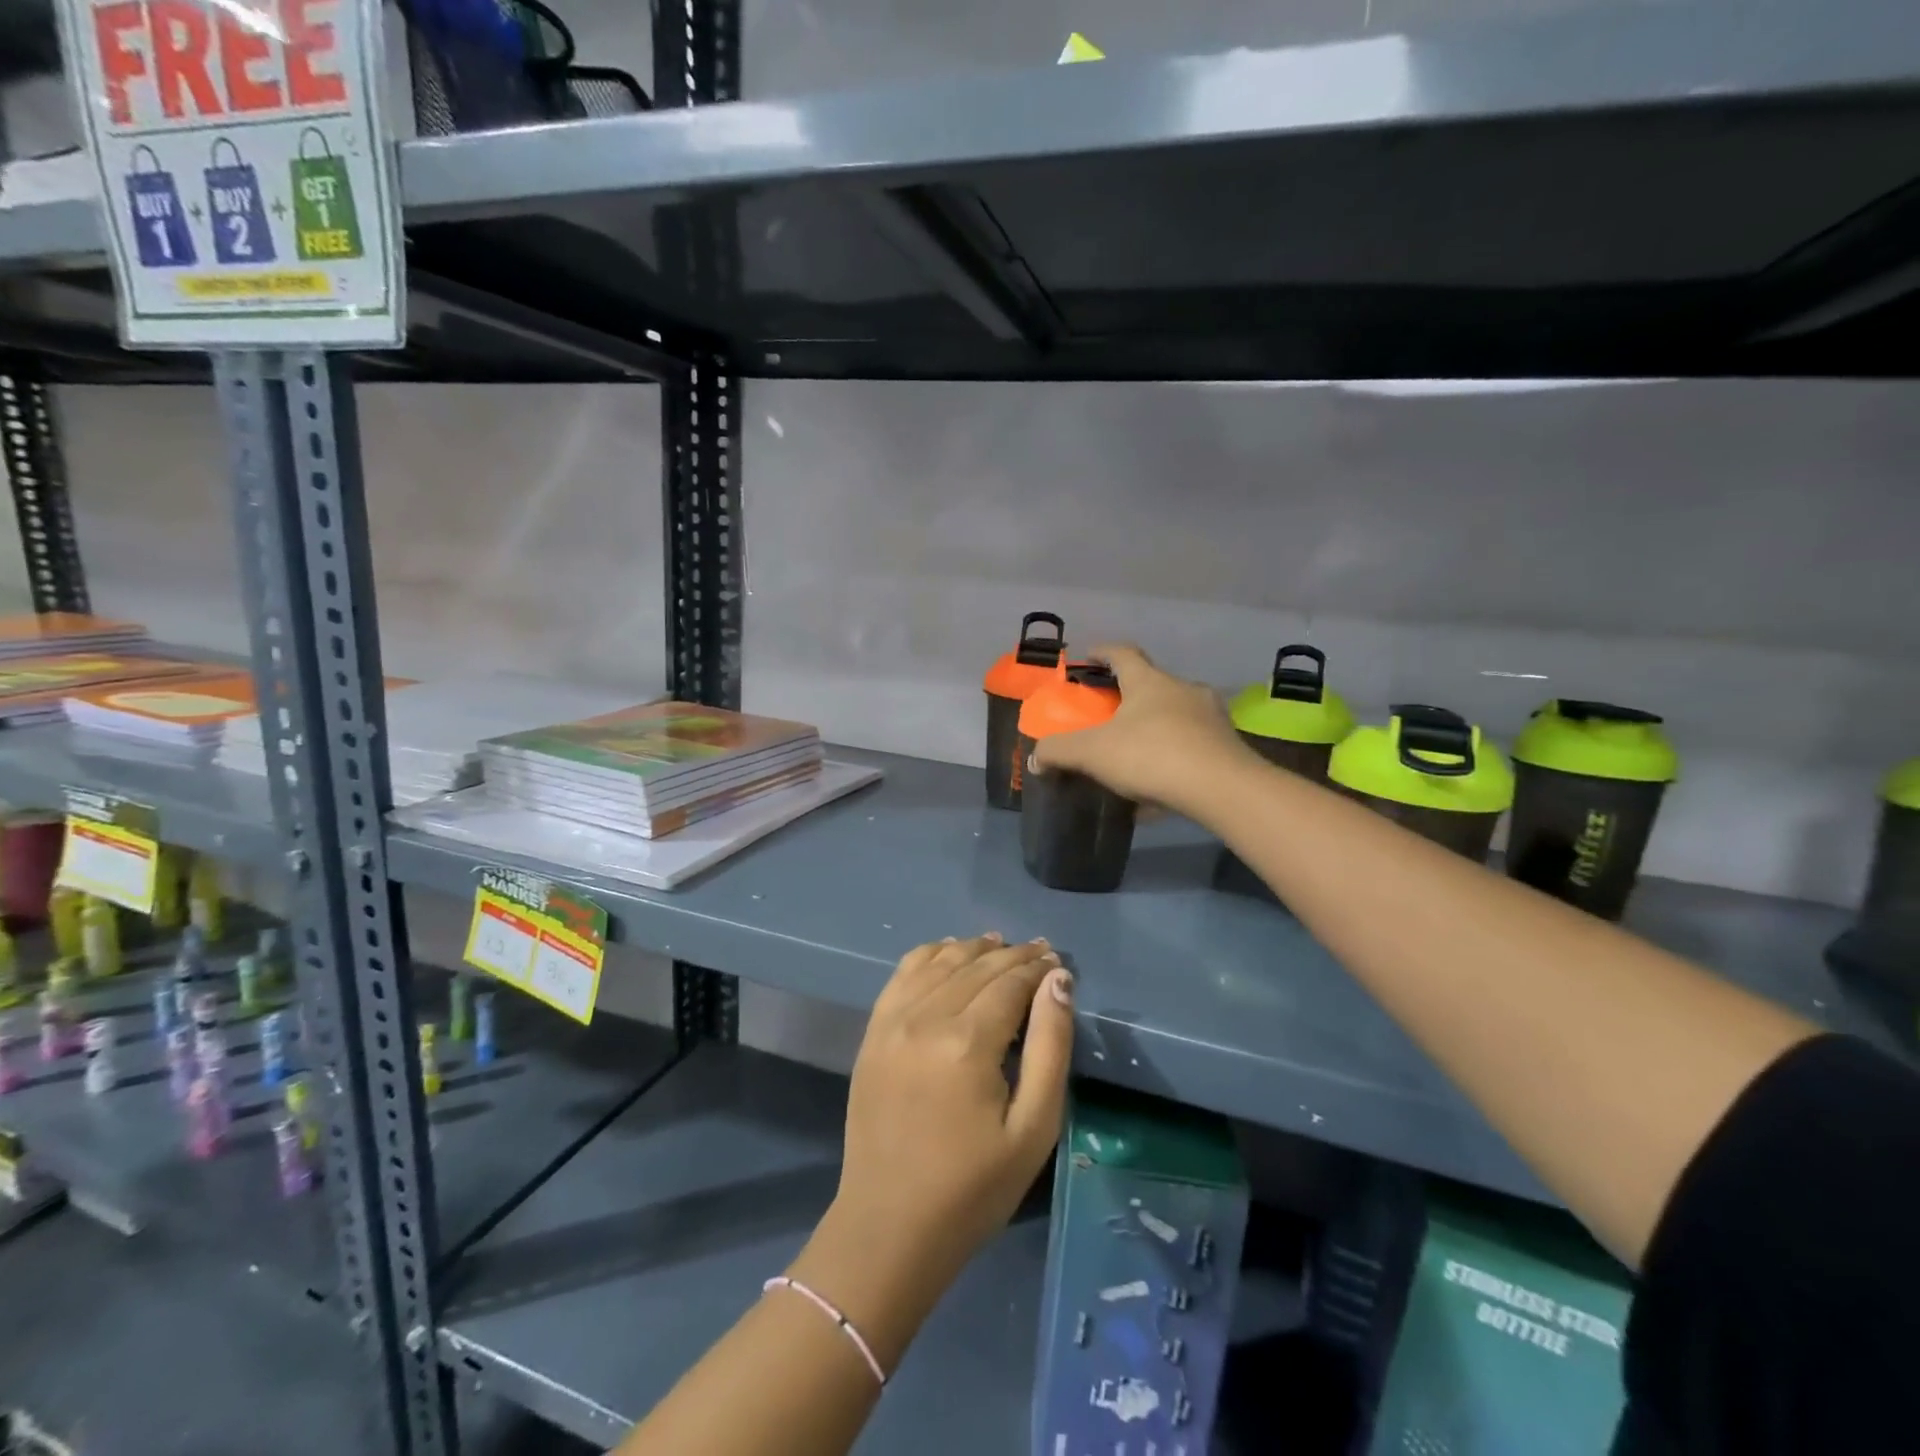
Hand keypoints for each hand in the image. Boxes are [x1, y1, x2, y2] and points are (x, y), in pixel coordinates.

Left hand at [791, 937, 1072, 1368]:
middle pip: (976, 966)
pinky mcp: (872, 1033)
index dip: (1037, 968)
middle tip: (1040, 951)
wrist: (889, 1227)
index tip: (1058, 962)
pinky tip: (948, 951)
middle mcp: (926, 1017)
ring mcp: (892, 1022)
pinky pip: (903, 974)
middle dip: (1013, 955)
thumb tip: (1058, 982)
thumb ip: (1049, 1046)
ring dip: (973, 948)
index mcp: (967, 1042)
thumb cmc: (972, 1188)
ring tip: (1001, 945)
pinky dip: (929, 954)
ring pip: (939, 962)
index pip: (1009, 982)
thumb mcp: (1033, 1127)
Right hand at [1030, 644, 1253, 815]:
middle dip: (1131, 695)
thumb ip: (1059, 752)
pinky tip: (1161, 786)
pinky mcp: (1227, 745)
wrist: (1221, 787)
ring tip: (1137, 751)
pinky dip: (1174, 757)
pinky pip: (1192, 746)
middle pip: (1153, 684)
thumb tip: (1035, 756)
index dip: (1103, 652)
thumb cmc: (1151, 755)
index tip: (1089, 656)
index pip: (1123, 654)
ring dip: (1156, 727)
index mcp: (1149, 681)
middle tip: (1111, 712)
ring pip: (1177, 714)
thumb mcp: (1093, 753)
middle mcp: (1183, 690)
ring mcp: (1211, 717)